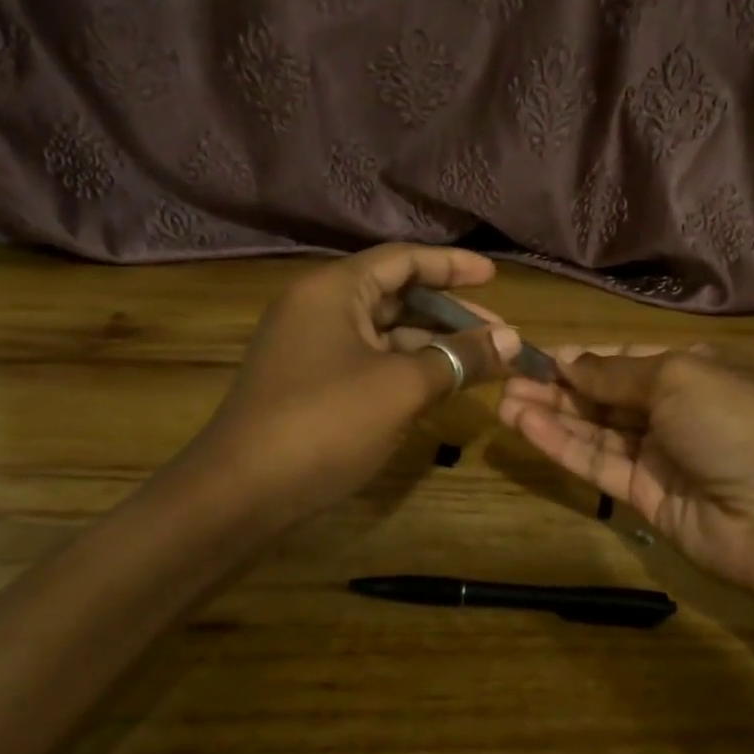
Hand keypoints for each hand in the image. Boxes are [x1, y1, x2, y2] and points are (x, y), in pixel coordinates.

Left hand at [197, 245, 519, 528]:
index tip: (494, 277)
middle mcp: (319, 309)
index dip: (453, 266)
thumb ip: (459, 358)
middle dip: (450, 315)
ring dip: (433, 346)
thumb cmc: (325, 423)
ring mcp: (312, 349)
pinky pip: (370, 363)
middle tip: (499, 336)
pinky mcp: (311, 385)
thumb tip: (512, 340)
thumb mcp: (402, 387)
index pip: (403, 260)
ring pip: (385, 334)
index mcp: (334, 290)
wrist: (241, 493)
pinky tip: (440, 388)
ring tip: (481, 365)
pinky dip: (407, 370)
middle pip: (396, 296)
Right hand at [499, 347, 753, 609]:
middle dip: (559, 386)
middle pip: (607, 396)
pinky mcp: (647, 499)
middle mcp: (677, 411)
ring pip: (597, 431)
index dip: (584, 358)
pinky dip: (562, 446)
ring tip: (503, 400)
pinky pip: (598, 466)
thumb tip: (571, 360)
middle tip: (505, 379)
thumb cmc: (739, 421)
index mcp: (695, 370)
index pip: (628, 358)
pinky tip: (525, 426)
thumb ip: (615, 373)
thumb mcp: (677, 377)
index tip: (537, 355)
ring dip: (552, 415)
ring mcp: (662, 457)